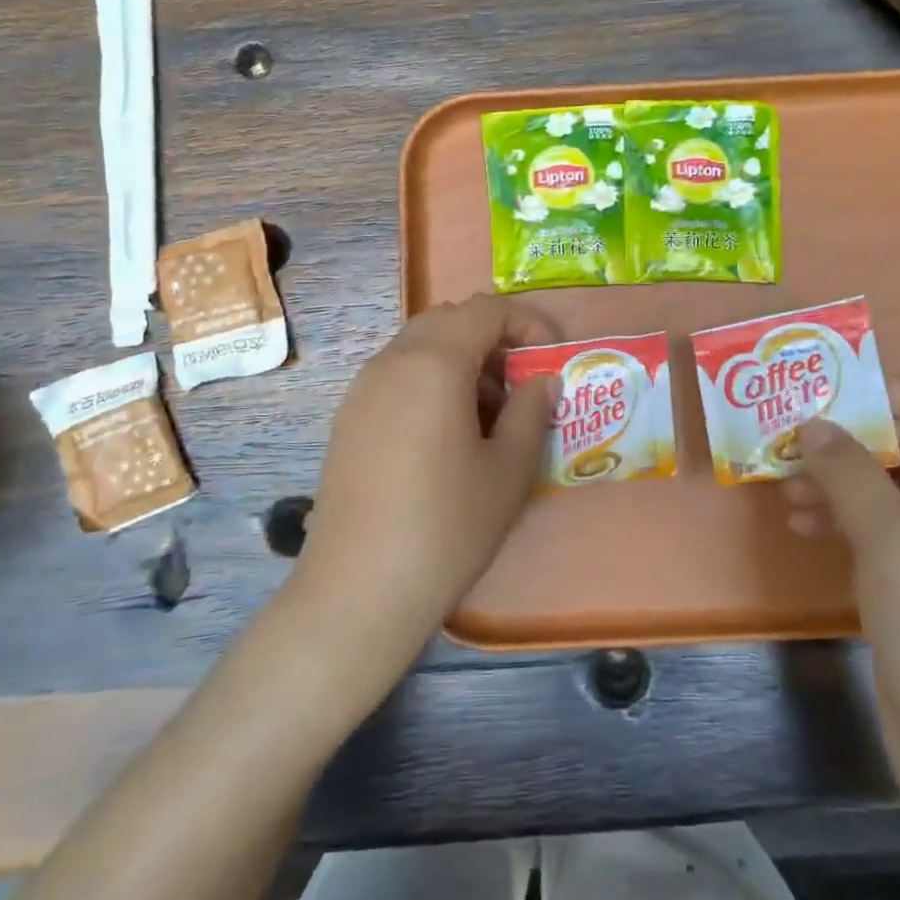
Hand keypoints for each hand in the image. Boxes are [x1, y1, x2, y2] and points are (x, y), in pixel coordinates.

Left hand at [293, 295, 559, 682]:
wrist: (358, 590)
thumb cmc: (447, 526)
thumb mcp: (508, 469)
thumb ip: (532, 411)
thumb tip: (543, 380)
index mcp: (433, 363)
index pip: (486, 309)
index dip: (528, 323)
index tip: (551, 360)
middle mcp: (391, 362)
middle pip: (449, 320)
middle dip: (492, 340)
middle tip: (520, 387)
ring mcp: (362, 390)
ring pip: (420, 347)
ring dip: (461, 362)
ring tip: (488, 418)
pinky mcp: (348, 419)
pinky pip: (397, 376)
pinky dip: (431, 383)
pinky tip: (446, 438)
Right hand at [786, 379, 899, 803]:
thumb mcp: (891, 542)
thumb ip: (849, 473)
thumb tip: (812, 424)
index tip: (845, 395)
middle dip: (856, 441)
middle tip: (794, 438)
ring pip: (894, 492)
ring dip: (841, 482)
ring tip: (785, 488)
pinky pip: (884, 532)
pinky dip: (845, 521)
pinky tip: (802, 526)